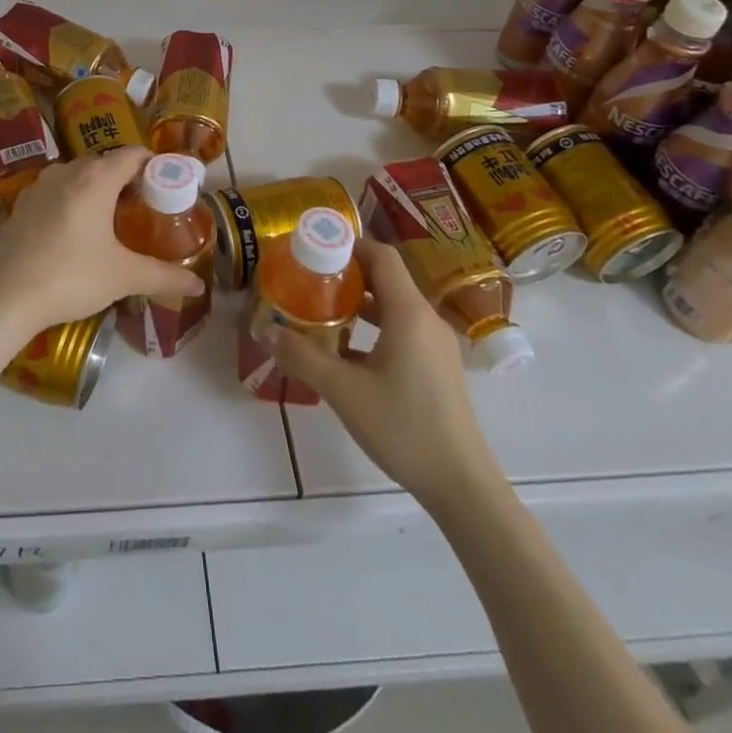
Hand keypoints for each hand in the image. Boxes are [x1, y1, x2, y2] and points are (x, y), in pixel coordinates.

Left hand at [0, 148, 206, 338]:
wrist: (3, 297)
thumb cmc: (70, 276)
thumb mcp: (122, 277)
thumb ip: (163, 277)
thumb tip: (198, 286)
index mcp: (95, 178)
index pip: (132, 154)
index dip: (154, 165)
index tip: (168, 185)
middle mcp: (66, 171)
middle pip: (105, 163)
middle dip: (126, 179)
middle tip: (145, 207)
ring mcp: (39, 186)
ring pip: (77, 176)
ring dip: (96, 189)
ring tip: (111, 219)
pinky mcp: (21, 204)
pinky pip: (55, 191)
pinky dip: (71, 201)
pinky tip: (74, 232)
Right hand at [272, 237, 501, 512]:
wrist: (462, 486)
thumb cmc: (404, 428)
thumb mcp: (344, 391)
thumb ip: (304, 357)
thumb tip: (269, 333)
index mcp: (409, 313)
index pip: (382, 256)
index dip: (349, 245)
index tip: (314, 250)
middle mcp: (426, 320)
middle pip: (386, 278)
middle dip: (347, 274)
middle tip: (308, 280)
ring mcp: (435, 346)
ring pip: (393, 307)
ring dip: (359, 303)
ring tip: (320, 311)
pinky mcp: (437, 368)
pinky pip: (402, 330)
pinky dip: (373, 328)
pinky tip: (346, 352)